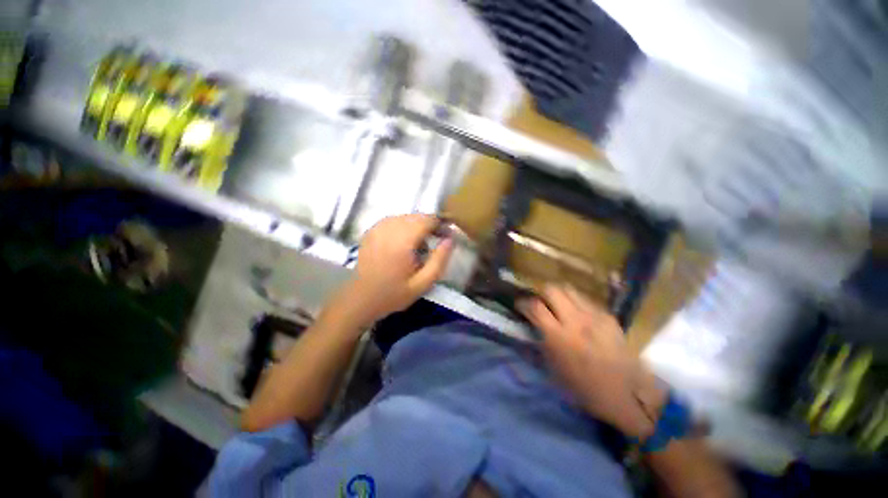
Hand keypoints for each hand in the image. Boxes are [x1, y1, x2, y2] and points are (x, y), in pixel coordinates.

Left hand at [332, 214, 452, 326]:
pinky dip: (402, 227)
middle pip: (416, 216)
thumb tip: (450, 239)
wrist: (359, 299)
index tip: (446, 236)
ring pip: (405, 217)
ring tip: (418, 246)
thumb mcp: (423, 283)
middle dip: (429, 226)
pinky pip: (393, 220)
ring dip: (416, 226)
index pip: (427, 219)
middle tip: (433, 243)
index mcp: (403, 240)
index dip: (440, 224)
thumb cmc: (393, 293)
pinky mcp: (371, 231)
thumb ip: (439, 260)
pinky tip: (402, 243)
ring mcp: (377, 228)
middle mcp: (389, 228)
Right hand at [519, 284, 665, 437]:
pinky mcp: (609, 317)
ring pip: (570, 289)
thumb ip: (537, 345)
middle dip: (541, 293)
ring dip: (559, 295)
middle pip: (552, 289)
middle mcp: (576, 320)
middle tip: (540, 303)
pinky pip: (586, 300)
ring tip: (558, 306)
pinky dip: (576, 303)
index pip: (535, 306)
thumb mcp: (552, 371)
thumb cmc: (584, 389)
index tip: (520, 305)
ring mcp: (595, 316)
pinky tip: (578, 315)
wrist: (628, 395)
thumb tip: (527, 329)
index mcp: (559, 337)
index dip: (523, 302)